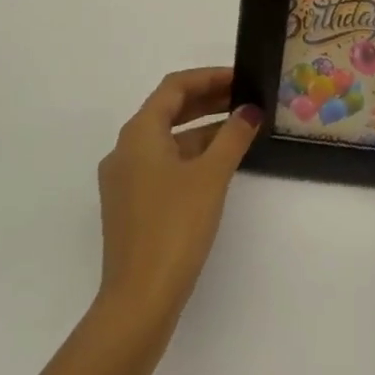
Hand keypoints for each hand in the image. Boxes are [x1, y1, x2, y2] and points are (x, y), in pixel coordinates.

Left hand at [94, 68, 261, 342]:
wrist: (140, 297)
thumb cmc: (175, 227)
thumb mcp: (211, 176)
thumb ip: (233, 137)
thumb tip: (249, 110)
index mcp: (139, 134)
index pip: (174, 88)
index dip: (209, 77)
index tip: (242, 78)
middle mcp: (125, 150)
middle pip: (168, 110)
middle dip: (208, 101)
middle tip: (246, 99)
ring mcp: (125, 180)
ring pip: (167, 140)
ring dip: (202, 129)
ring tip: (241, 130)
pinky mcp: (131, 205)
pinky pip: (163, 164)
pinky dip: (191, 155)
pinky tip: (219, 165)